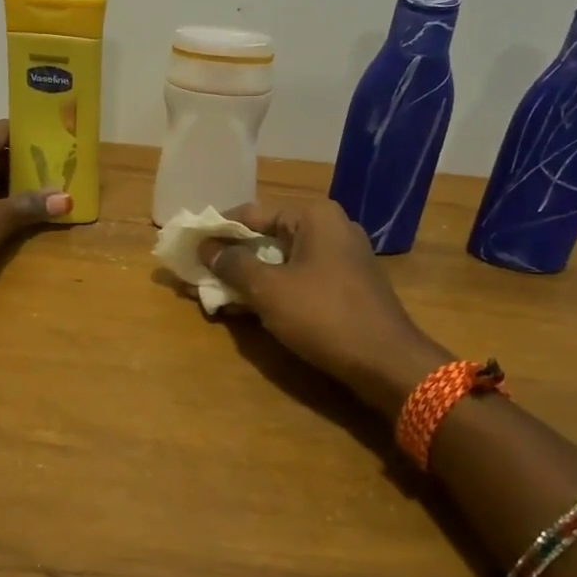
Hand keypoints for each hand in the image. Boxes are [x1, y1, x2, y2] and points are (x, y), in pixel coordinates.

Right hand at [202, 199, 449, 417]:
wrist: (387, 363)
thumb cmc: (324, 316)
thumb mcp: (269, 290)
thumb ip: (233, 265)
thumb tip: (206, 248)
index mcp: (314, 216)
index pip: (251, 213)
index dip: (217, 230)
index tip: (190, 246)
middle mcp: (330, 228)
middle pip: (267, 236)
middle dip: (231, 256)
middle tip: (199, 273)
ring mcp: (341, 258)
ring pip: (281, 260)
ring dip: (248, 276)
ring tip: (214, 294)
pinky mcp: (345, 285)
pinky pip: (298, 278)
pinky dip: (272, 289)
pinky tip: (246, 308)